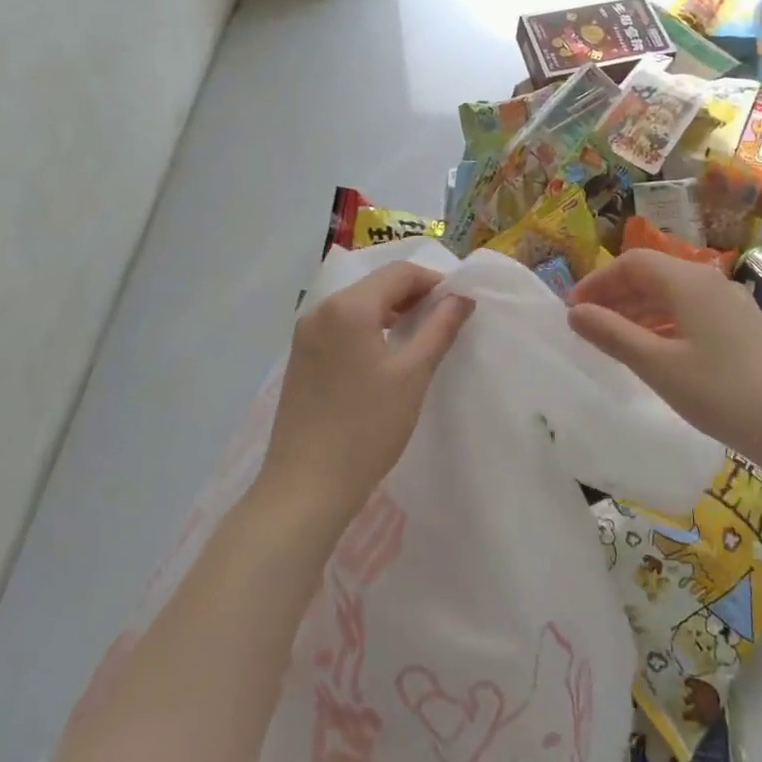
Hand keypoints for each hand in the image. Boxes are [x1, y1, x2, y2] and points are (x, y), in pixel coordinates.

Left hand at [258, 262, 474, 525]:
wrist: (305, 488)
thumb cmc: (366, 428)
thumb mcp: (412, 375)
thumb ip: (440, 329)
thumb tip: (461, 298)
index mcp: (348, 307)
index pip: (400, 273)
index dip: (434, 282)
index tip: (460, 304)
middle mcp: (321, 310)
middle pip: (376, 285)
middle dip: (413, 296)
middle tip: (445, 321)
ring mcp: (305, 334)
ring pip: (357, 306)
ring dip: (391, 312)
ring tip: (420, 337)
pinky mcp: (300, 358)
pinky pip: (340, 326)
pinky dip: (368, 329)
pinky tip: (385, 356)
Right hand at [566, 249, 761, 461]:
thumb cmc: (722, 393)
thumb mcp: (658, 365)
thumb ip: (612, 334)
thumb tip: (575, 313)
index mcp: (687, 281)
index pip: (631, 263)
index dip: (597, 282)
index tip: (573, 311)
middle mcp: (709, 281)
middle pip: (652, 274)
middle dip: (616, 295)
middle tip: (588, 326)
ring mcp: (730, 303)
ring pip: (672, 294)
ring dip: (639, 310)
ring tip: (614, 339)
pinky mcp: (743, 327)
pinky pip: (691, 311)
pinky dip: (664, 323)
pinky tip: (656, 351)